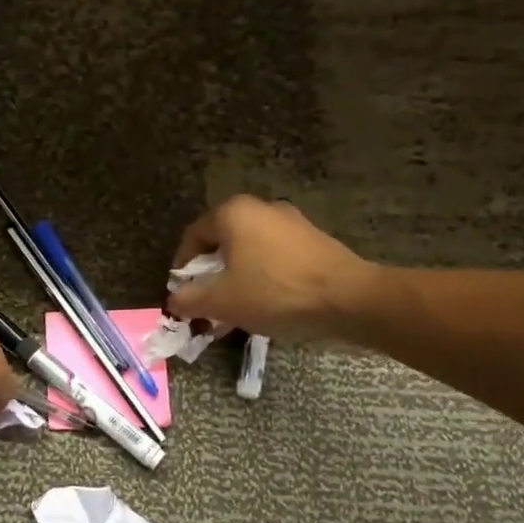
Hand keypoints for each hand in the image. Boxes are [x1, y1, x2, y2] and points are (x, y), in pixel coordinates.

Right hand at [166, 195, 378, 340]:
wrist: (349, 299)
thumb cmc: (275, 292)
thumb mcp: (222, 301)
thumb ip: (189, 299)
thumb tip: (174, 301)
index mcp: (233, 213)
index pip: (193, 237)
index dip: (182, 269)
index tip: (182, 296)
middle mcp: (261, 208)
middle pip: (222, 244)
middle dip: (210, 278)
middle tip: (207, 307)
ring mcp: (291, 223)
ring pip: (249, 253)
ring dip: (236, 281)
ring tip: (234, 314)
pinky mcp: (313, 242)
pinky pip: (274, 259)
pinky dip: (262, 279)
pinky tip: (264, 307)